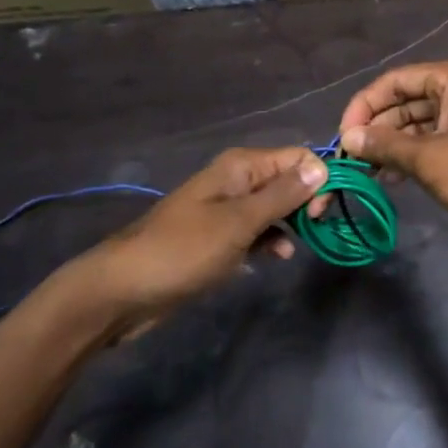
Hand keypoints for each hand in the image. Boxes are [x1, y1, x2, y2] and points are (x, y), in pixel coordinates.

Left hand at [79, 147, 326, 321]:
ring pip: (274, 206)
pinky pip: (257, 230)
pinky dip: (271, 240)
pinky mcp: (219, 237)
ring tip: (298, 248)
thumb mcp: (239, 223)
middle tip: (312, 231)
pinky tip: (277, 257)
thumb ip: (282, 195)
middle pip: (288, 179)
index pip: (297, 157)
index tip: (319, 213)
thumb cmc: (184, 251)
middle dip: (306, 201)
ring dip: (291, 223)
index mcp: (241, 166)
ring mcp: (226, 209)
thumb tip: (322, 167)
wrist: (124, 291)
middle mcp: (236, 180)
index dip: (316, 180)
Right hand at [337, 60, 447, 259]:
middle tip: (351, 158)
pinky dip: (411, 157)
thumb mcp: (429, 159)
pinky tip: (391, 179)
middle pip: (407, 100)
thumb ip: (385, 145)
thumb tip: (348, 138)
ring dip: (391, 145)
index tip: (343, 136)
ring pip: (418, 124)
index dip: (366, 105)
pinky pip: (433, 143)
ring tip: (366, 172)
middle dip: (377, 127)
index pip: (397, 80)